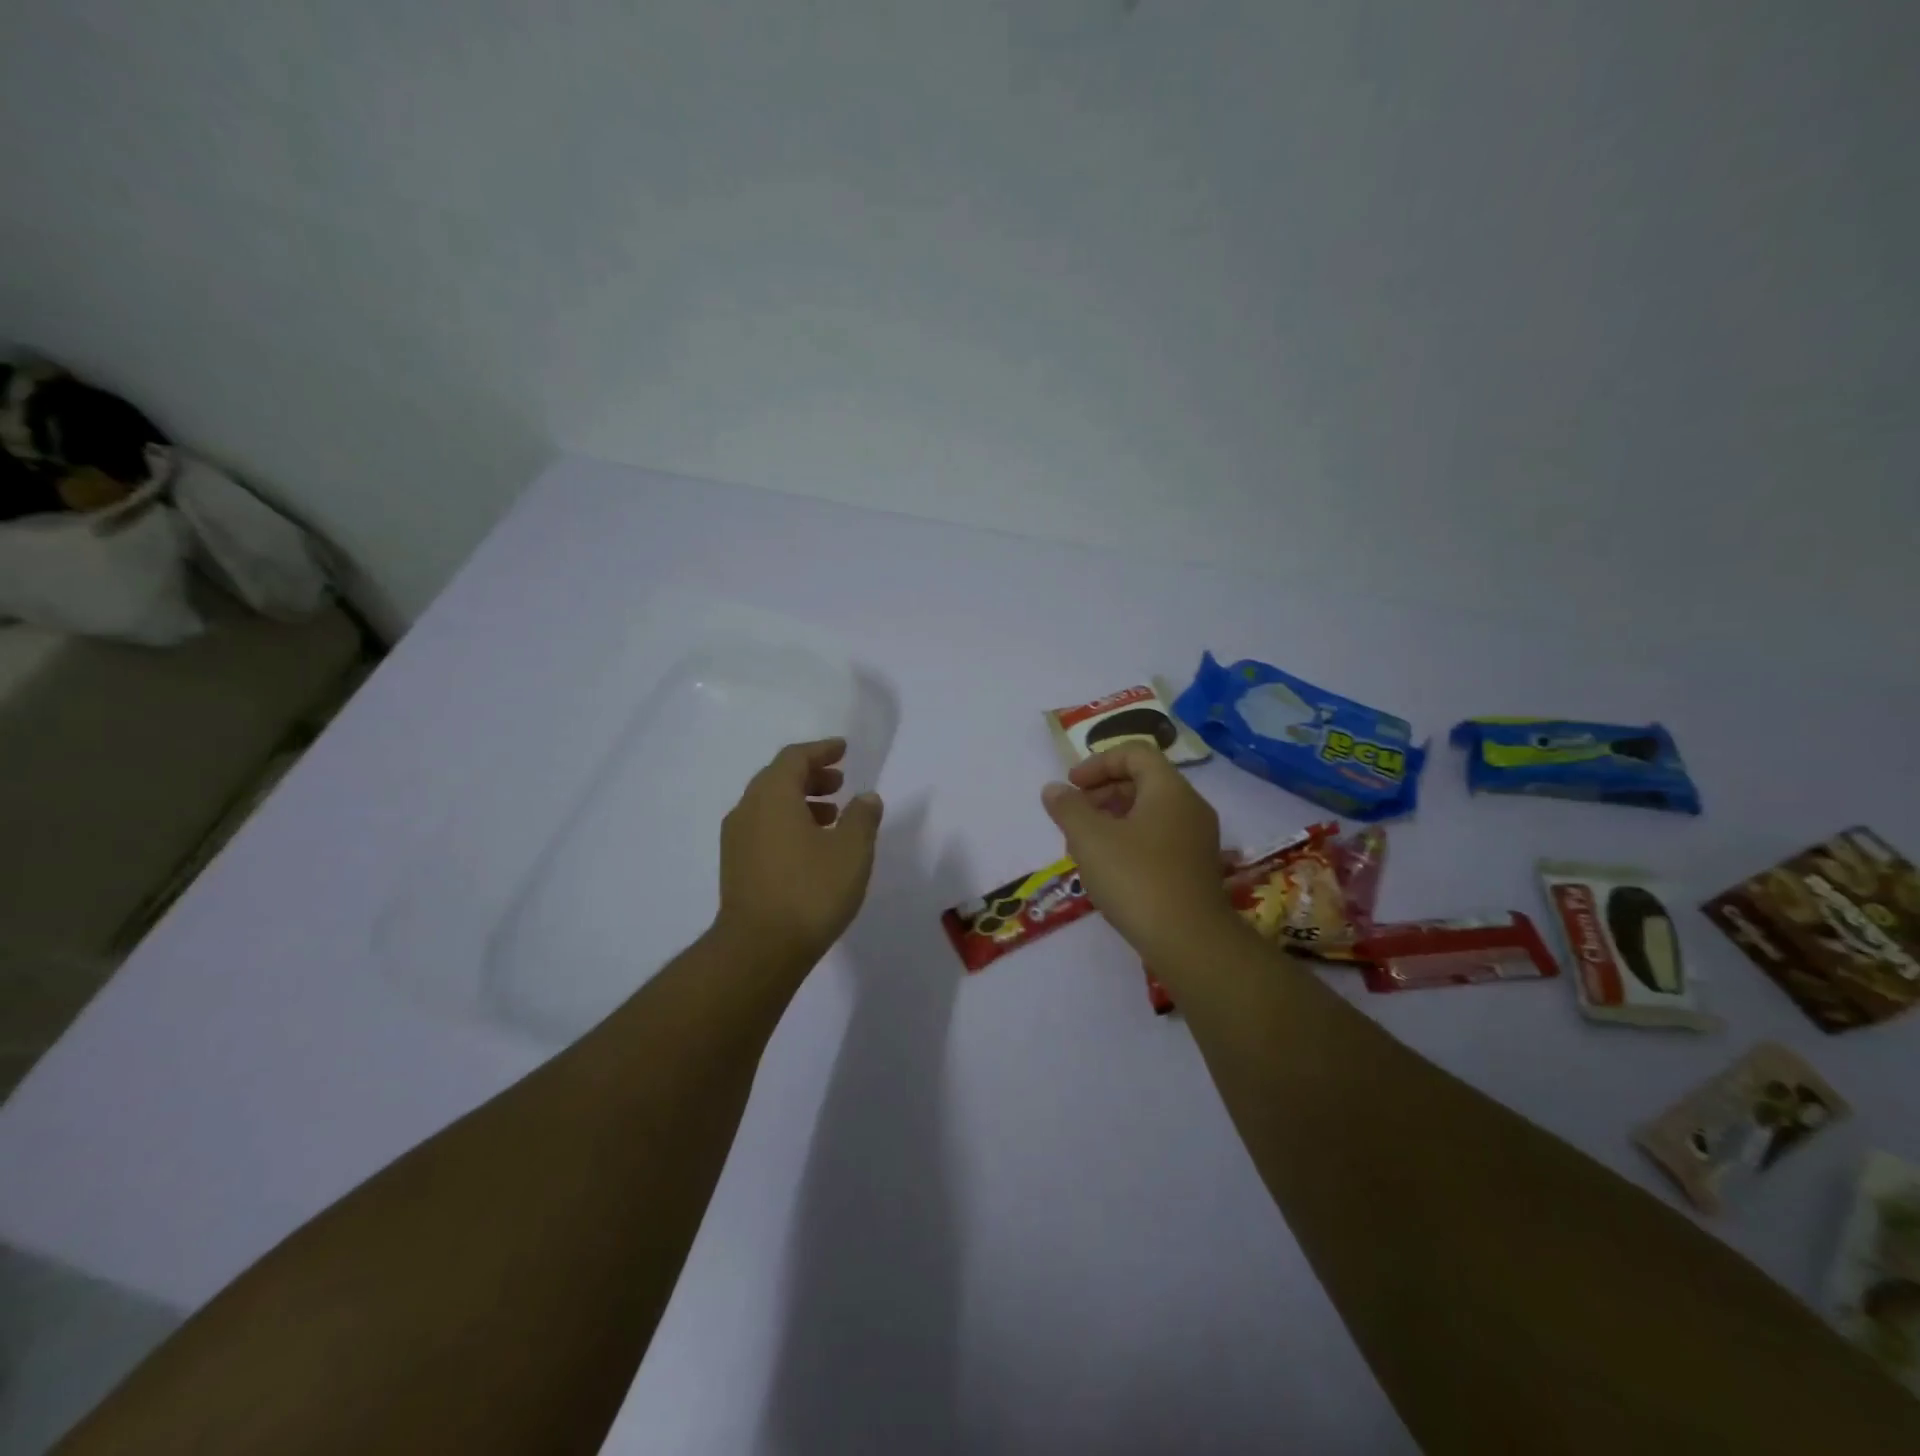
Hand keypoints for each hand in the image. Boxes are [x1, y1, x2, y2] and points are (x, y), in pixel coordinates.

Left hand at [715, 738, 883, 969]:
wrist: (759, 950)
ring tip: (832, 816)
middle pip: (778, 778)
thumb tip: (866, 798)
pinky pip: (763, 828)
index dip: (821, 750)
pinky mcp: (736, 867)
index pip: (795, 758)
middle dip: (811, 776)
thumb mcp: (852, 850)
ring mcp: (737, 840)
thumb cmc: (810, 891)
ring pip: (770, 806)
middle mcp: (747, 810)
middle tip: (840, 782)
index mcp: (772, 796)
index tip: (843, 750)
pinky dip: (788, 824)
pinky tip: (812, 848)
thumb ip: (862, 817)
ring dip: (801, 802)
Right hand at [1041, 746, 1237, 966]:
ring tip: (1084, 844)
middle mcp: (1190, 807)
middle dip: (1102, 792)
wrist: (1190, 942)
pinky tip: (1108, 868)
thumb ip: (1068, 808)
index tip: (1072, 786)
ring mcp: (1197, 839)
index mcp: (1169, 789)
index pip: (1135, 753)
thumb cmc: (1137, 879)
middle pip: (1143, 781)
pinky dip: (1130, 840)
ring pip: (1149, 812)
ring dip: (1113, 818)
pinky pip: (1159, 838)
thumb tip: (1054, 789)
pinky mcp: (1195, 868)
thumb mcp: (1090, 839)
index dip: (1098, 762)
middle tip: (1073, 815)